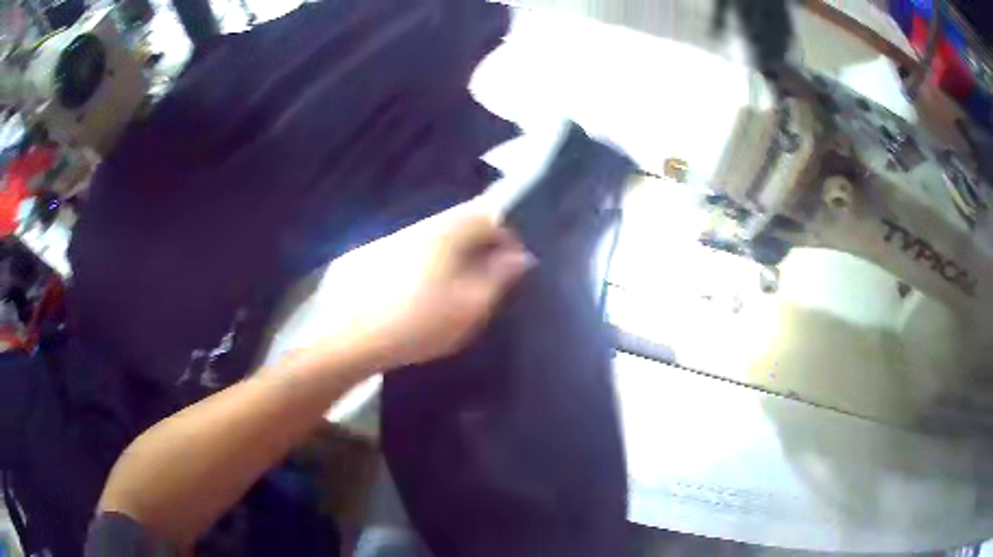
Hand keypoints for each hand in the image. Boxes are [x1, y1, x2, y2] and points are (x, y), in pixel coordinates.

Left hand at [314, 200, 534, 371]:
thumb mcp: (472, 305)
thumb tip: (521, 256)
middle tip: (491, 280)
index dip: (509, 237)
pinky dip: (432, 265)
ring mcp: (396, 240)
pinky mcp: (376, 258)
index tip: (514, 266)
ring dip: (457, 256)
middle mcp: (422, 226)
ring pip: (439, 238)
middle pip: (463, 223)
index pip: (489, 215)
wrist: (356, 340)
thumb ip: (501, 277)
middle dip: (483, 246)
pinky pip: (417, 252)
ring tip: (460, 290)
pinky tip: (426, 294)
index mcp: (448, 231)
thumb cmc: (420, 322)